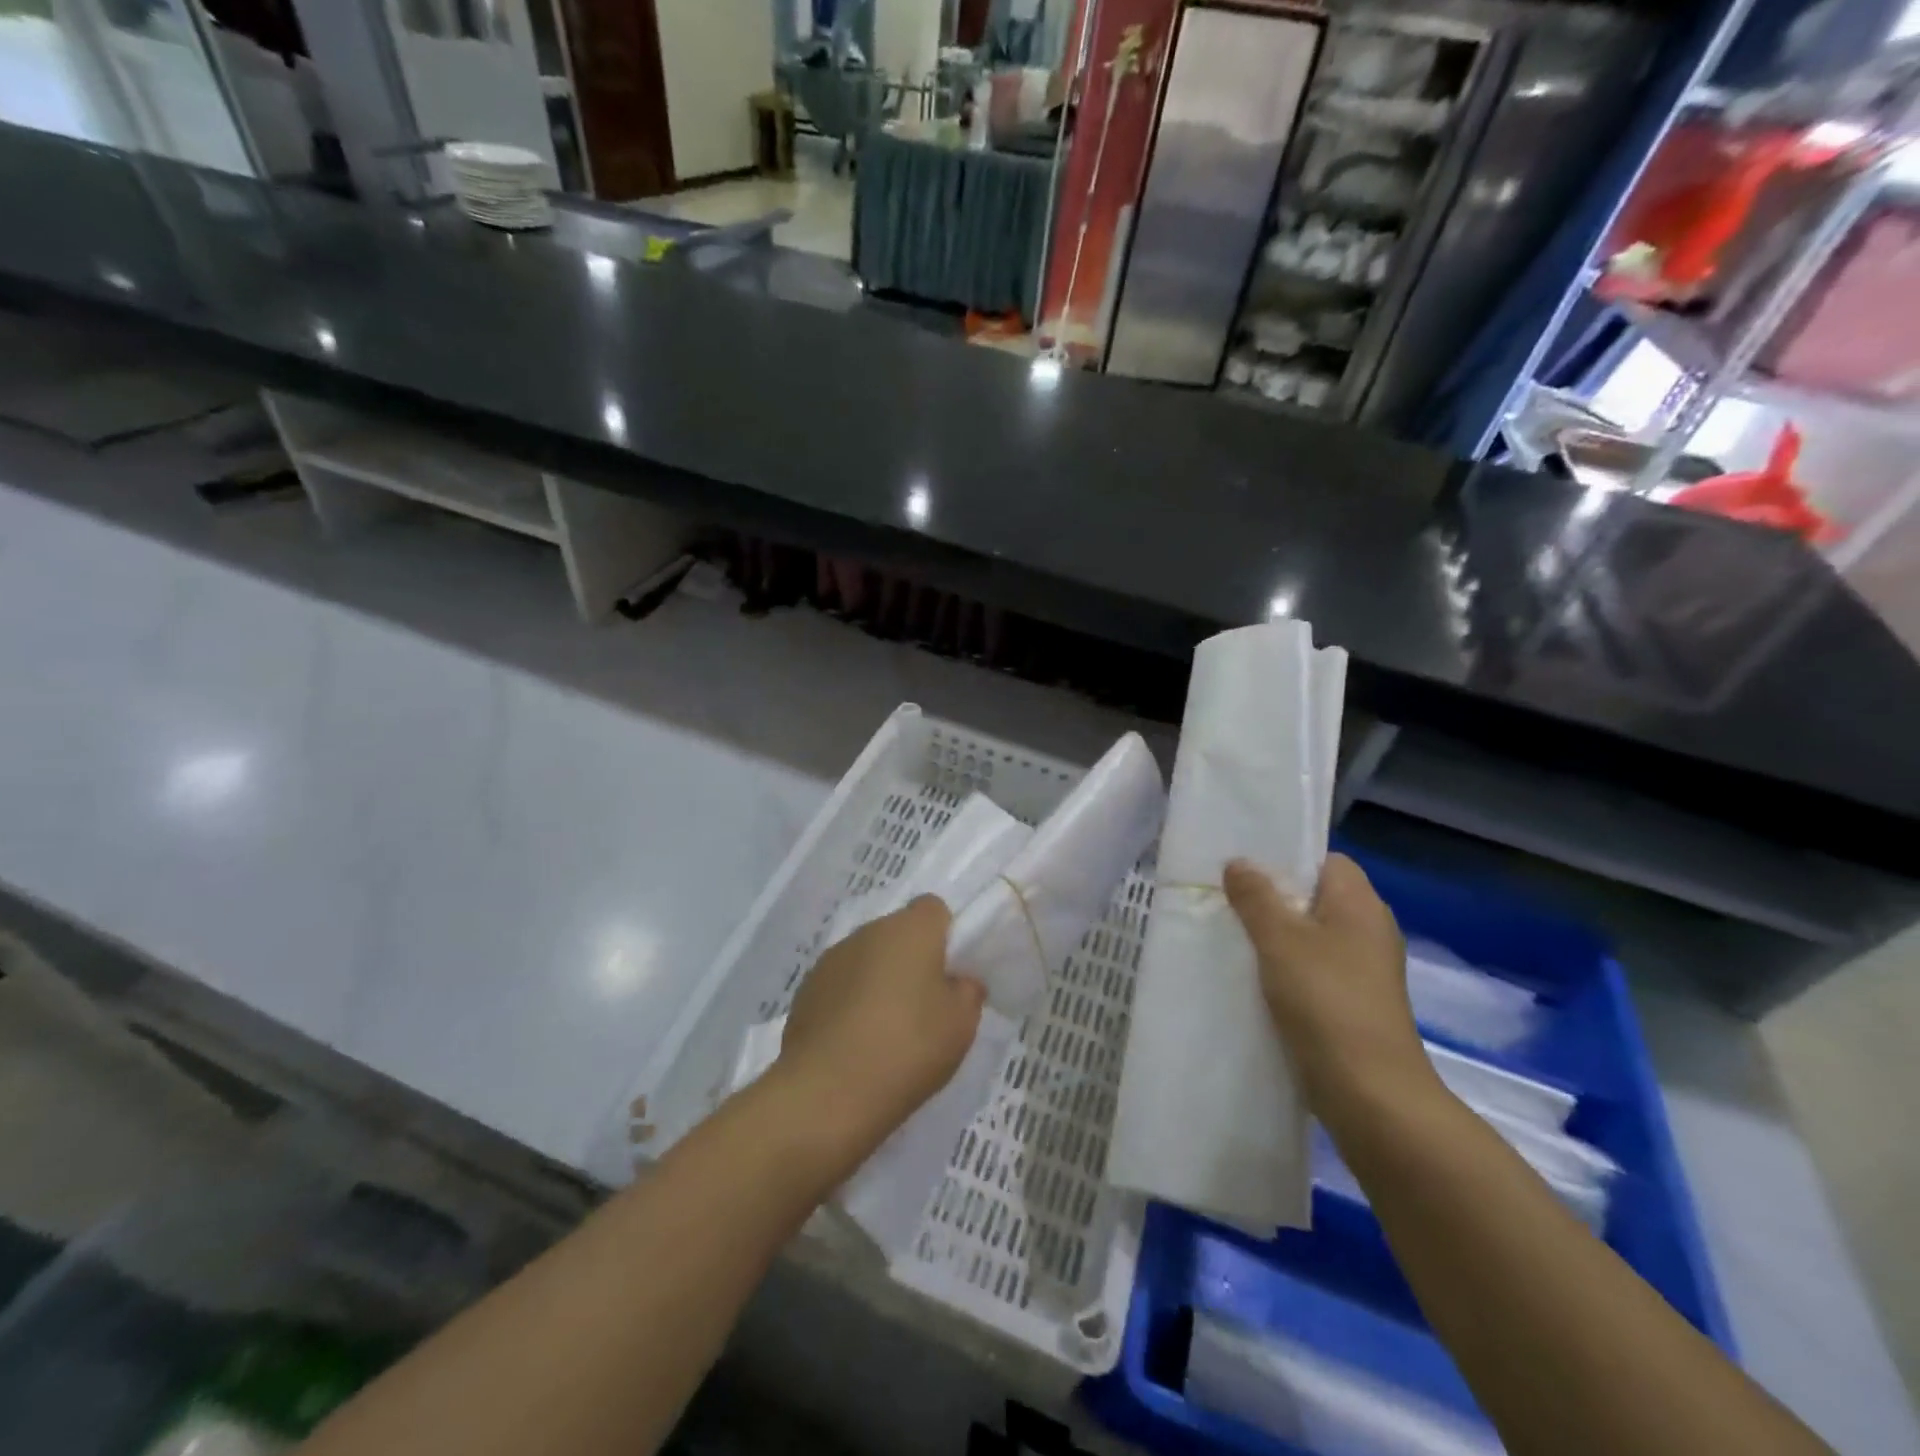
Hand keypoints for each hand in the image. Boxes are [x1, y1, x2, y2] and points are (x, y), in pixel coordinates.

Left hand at [774, 896, 985, 1160]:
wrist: (827, 1092)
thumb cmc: (907, 1047)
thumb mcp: (961, 1024)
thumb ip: (967, 992)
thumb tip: (958, 981)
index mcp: (910, 929)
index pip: (934, 909)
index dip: (946, 935)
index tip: (951, 972)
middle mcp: (868, 931)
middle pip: (898, 933)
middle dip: (912, 960)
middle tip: (925, 1006)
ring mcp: (832, 959)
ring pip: (868, 958)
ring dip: (879, 981)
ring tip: (888, 1031)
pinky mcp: (806, 990)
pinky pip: (841, 985)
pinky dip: (851, 1003)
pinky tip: (856, 1043)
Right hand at [1224, 854, 1433, 1119]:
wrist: (1370, 1092)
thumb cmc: (1325, 1001)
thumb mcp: (1280, 940)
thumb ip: (1256, 897)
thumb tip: (1239, 863)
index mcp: (1360, 903)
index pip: (1325, 859)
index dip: (1286, 858)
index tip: (1243, 865)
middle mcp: (1369, 929)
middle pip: (1315, 897)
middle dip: (1272, 897)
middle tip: (1226, 898)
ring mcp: (1364, 969)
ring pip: (1312, 935)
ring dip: (1275, 935)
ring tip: (1231, 934)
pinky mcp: (1354, 1002)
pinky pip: (1314, 968)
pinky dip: (1286, 967)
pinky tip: (1253, 977)